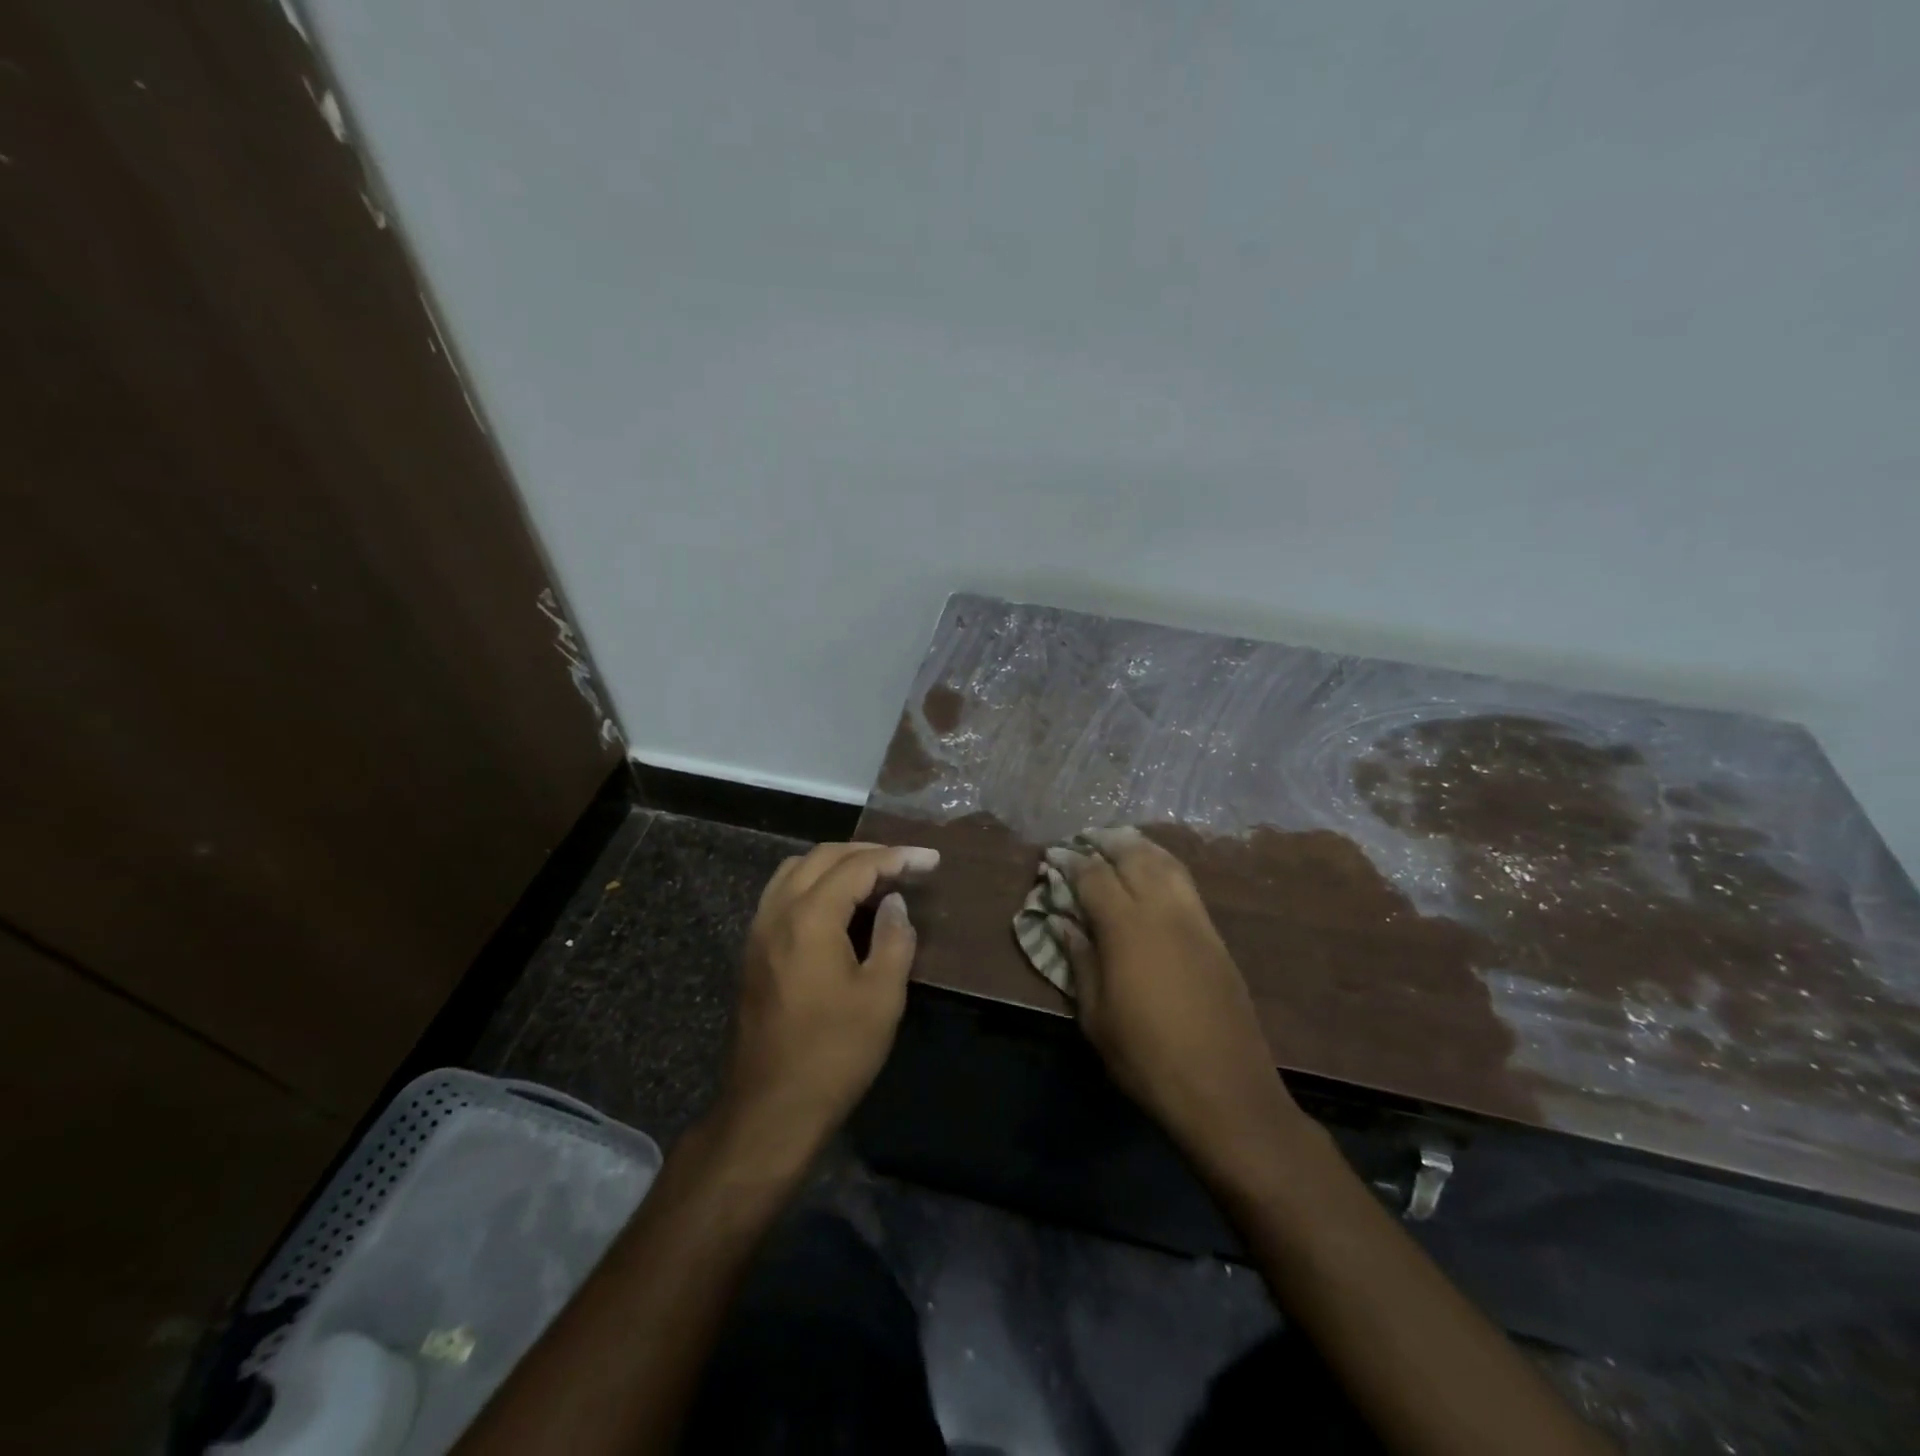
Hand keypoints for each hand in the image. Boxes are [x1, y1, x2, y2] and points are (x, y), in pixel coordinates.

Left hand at [718, 842, 938, 1162]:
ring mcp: (759, 930)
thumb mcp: (881, 996)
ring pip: (796, 870)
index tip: (931, 859)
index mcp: (810, 917)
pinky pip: (783, 893)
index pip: (857, 867)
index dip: (897, 857)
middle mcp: (778, 912)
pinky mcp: (753, 950)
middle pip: (822, 857)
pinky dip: (813, 882)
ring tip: (874, 876)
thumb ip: (893, 938)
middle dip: (867, 852)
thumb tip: (893, 902)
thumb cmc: (834, 1054)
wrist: (771, 1108)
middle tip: (906, 862)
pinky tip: (837, 904)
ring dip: (836, 863)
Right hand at [1053, 828, 1303, 1180]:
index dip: (1071, 862)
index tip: (1054, 857)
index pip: (1094, 876)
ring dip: (1139, 847)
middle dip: (1106, 842)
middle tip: (1085, 840)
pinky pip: (1186, 884)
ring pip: (1166, 863)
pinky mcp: (1216, 937)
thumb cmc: (1147, 1058)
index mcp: (1126, 928)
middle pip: (1133, 856)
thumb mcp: (1096, 1016)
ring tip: (1119, 844)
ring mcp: (1195, 921)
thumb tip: (1063, 923)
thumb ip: (1080, 961)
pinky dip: (1164, 866)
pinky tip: (1154, 874)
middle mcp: (1162, 911)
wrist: (1225, 1089)